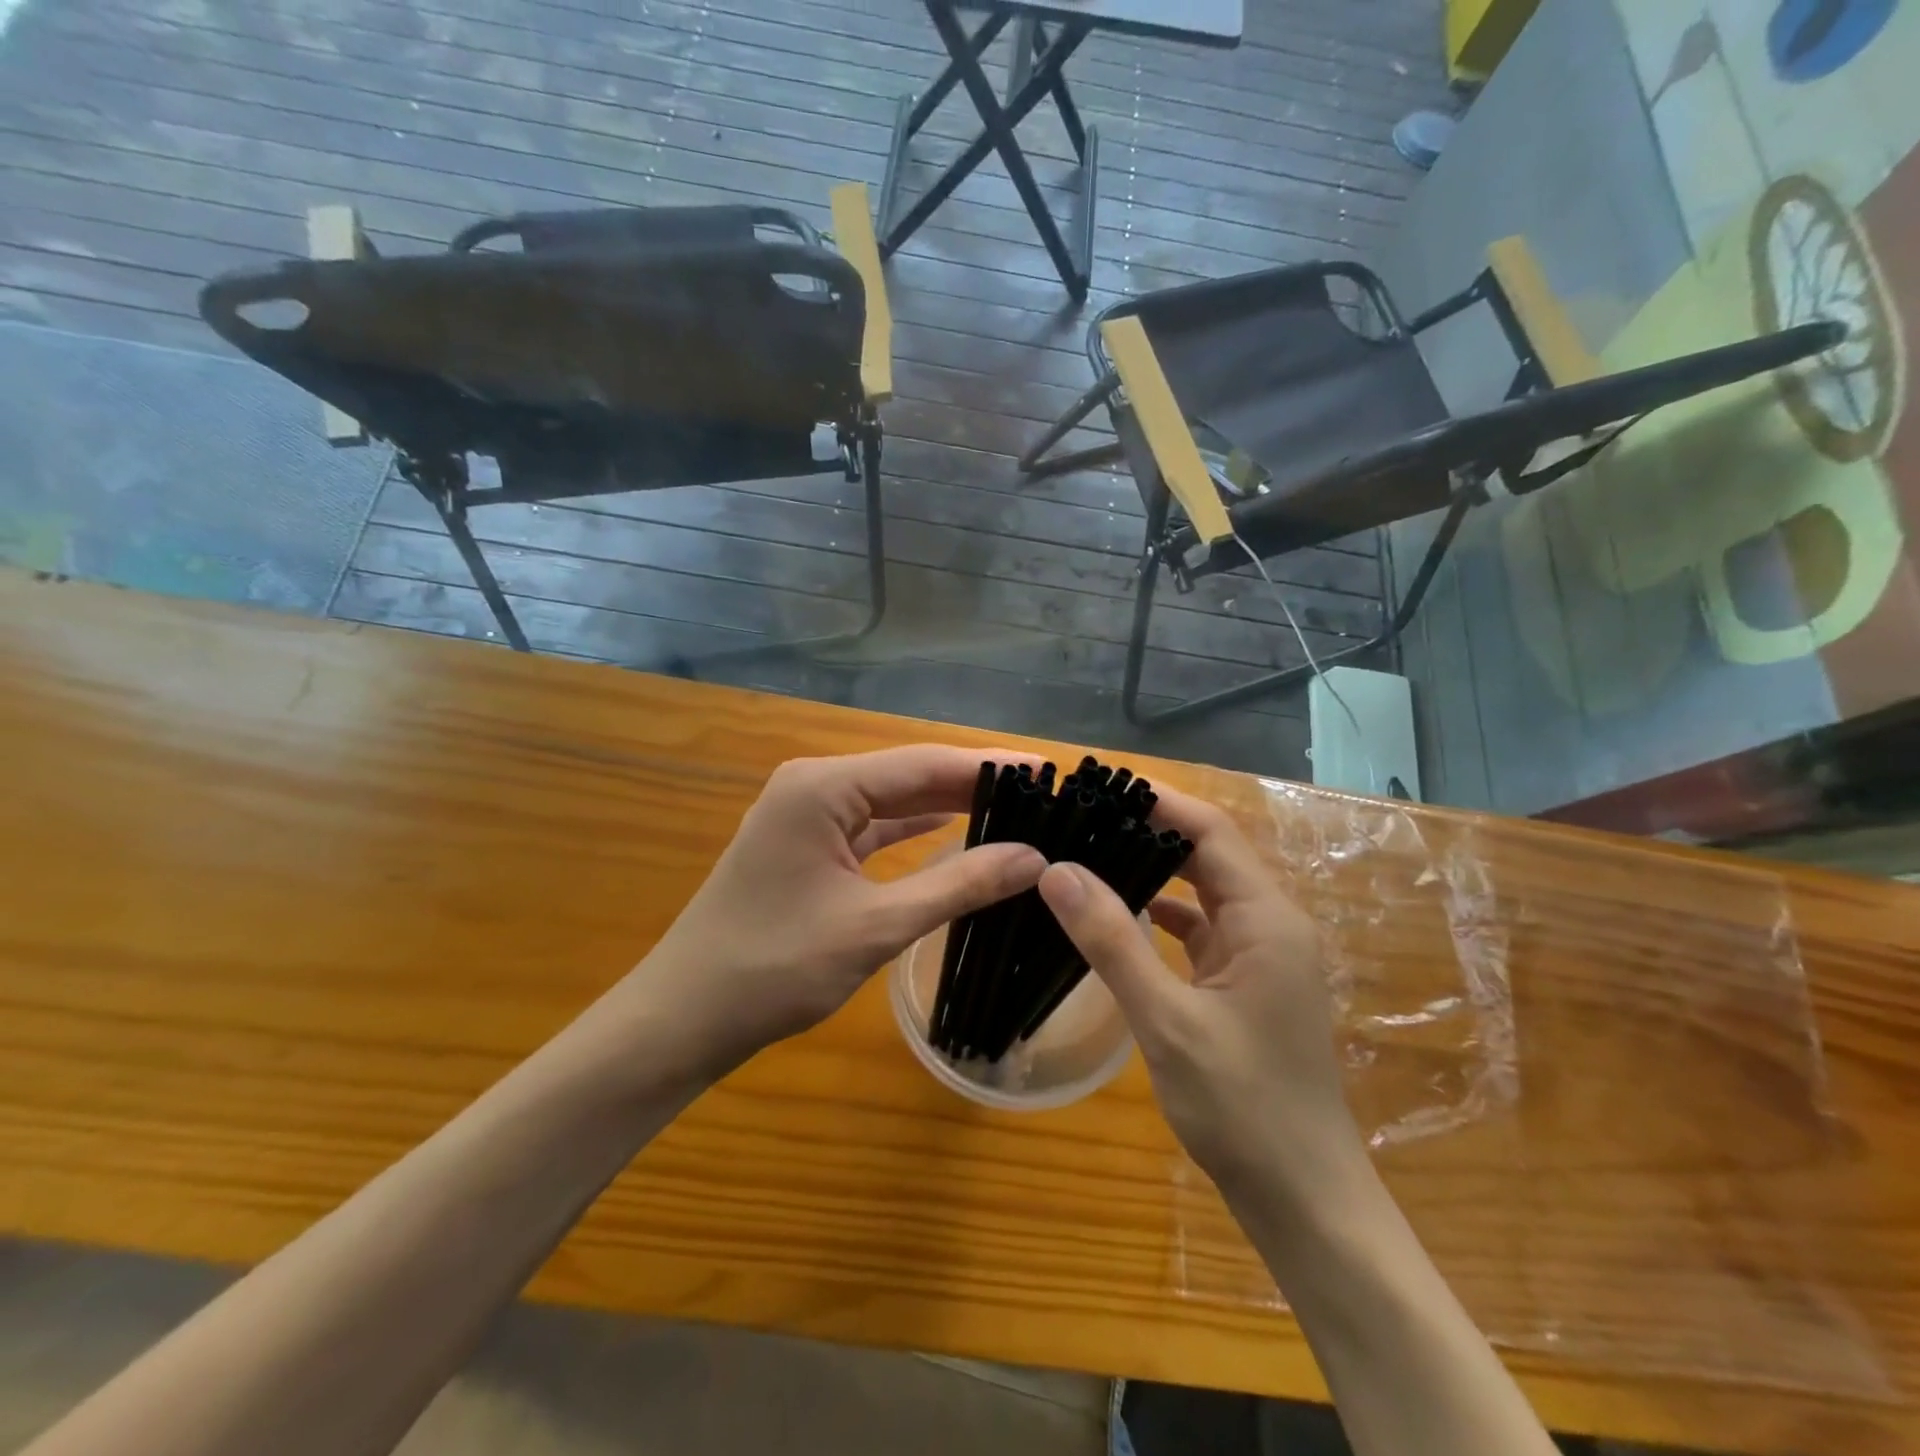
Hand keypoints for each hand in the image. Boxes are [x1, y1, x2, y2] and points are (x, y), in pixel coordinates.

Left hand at [639, 746, 1045, 1075]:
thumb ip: (958, 886)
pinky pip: (871, 827)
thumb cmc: (773, 968)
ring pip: (891, 800)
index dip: (989, 768)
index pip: (923, 765)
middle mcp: (813, 785)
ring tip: (1013, 810)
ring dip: (945, 806)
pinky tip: (953, 830)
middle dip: (972, 785)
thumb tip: (1034, 857)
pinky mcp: (806, 845)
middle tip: (1042, 794)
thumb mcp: (875, 926)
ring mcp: (806, 814)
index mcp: (822, 787)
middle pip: (908, 775)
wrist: (684, 1017)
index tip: (1048, 771)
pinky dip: (912, 830)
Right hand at [1037, 786, 1363, 1197]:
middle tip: (1082, 812)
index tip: (1100, 782)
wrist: (1304, 1201)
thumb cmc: (1244, 1109)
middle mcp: (1269, 925)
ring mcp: (1259, 956)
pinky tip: (1117, 914)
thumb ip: (1112, 942)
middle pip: (1207, 854)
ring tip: (1089, 850)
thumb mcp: (1167, 1022)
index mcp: (1266, 920)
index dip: (1159, 801)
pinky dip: (1160, 914)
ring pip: (1201, 891)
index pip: (1210, 832)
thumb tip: (1056, 871)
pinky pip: (1199, 929)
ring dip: (1152, 869)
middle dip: (1149, 828)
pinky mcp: (1244, 984)